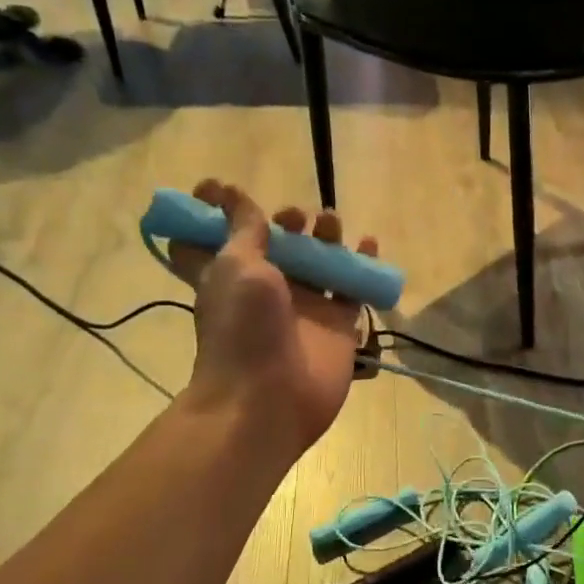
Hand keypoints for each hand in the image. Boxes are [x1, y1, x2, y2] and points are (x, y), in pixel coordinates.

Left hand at [164, 180, 377, 462]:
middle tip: (293, 217)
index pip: (214, 239)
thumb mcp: (235, 266)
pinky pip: (352, 288)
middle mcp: (267, 289)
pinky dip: (362, 265)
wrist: (269, 397)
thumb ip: (244, 230)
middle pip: (279, 246)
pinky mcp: (337, 324)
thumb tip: (235, 197)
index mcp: (231, 275)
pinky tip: (369, 244)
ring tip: (330, 223)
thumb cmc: (242, 328)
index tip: (217, 187)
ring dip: (325, 238)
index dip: (214, 213)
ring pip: (319, 262)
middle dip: (286, 223)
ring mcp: (305, 307)